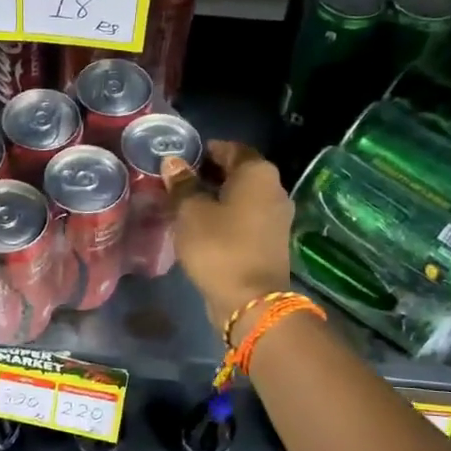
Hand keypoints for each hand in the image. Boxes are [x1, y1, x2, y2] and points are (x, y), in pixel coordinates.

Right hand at [162, 140, 294, 337]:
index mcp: (258, 173)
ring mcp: (276, 217)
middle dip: (209, 174)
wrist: (251, 301)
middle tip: (178, 181)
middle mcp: (274, 189)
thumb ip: (182, 184)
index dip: (206, 150)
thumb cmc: (219, 247)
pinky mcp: (271, 241)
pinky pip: (245, 218)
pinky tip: (202, 226)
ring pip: (242, 197)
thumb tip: (174, 163)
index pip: (231, 148)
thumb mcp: (190, 212)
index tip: (181, 158)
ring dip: (216, 197)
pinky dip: (226, 216)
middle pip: (238, 172)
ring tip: (185, 204)